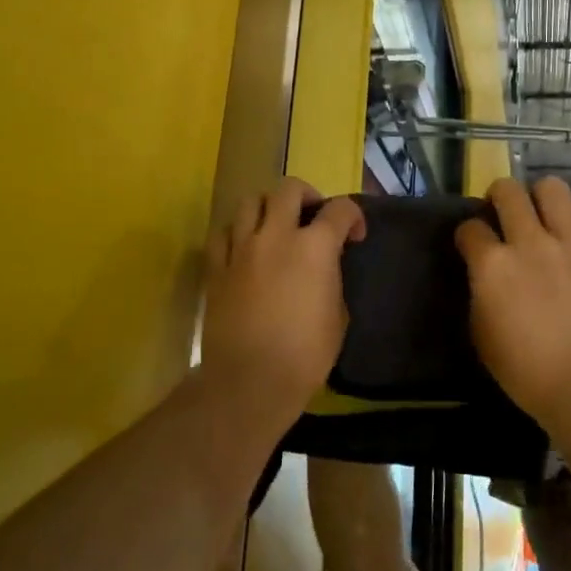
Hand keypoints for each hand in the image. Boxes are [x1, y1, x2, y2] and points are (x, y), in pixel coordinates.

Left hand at [202, 177, 364, 422]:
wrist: (250, 381)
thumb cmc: (305, 355)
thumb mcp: (338, 317)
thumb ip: (332, 280)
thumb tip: (324, 270)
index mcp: (314, 247)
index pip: (339, 209)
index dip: (354, 217)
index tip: (355, 236)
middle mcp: (276, 236)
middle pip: (289, 189)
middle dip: (307, 196)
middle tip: (313, 217)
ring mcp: (241, 249)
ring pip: (250, 201)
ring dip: (268, 207)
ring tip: (275, 226)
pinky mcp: (216, 268)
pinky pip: (223, 233)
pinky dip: (237, 232)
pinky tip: (245, 248)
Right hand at [455, 178, 570, 422]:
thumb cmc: (530, 375)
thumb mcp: (484, 339)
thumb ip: (481, 297)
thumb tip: (486, 280)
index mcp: (492, 266)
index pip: (469, 228)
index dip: (468, 235)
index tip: (473, 246)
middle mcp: (529, 243)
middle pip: (507, 191)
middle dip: (499, 197)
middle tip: (505, 216)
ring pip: (553, 188)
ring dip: (544, 198)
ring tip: (547, 218)